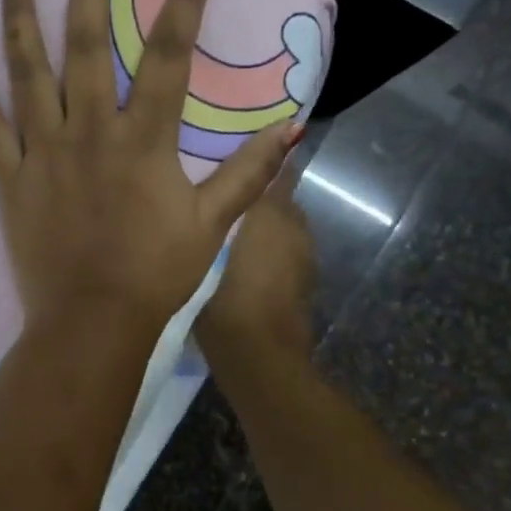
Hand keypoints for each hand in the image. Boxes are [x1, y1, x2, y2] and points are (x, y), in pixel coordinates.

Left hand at [0, 0, 301, 339]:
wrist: (93, 322)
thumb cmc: (156, 273)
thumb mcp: (213, 224)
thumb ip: (249, 173)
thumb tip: (290, 127)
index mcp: (143, 140)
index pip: (170, 59)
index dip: (186, 7)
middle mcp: (90, 132)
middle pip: (88, 47)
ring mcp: (45, 152)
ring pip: (29, 74)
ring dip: (21, 21)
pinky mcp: (11, 178)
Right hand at [196, 162, 317, 362]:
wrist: (261, 355)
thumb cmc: (226, 296)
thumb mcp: (206, 247)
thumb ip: (215, 211)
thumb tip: (215, 188)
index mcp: (272, 208)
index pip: (273, 168)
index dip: (256, 159)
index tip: (229, 155)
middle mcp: (294, 223)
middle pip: (275, 197)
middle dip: (252, 195)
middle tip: (217, 199)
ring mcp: (304, 254)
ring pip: (279, 227)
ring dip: (260, 226)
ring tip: (225, 233)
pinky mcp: (304, 280)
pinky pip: (282, 252)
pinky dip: (267, 251)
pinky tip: (240, 265)